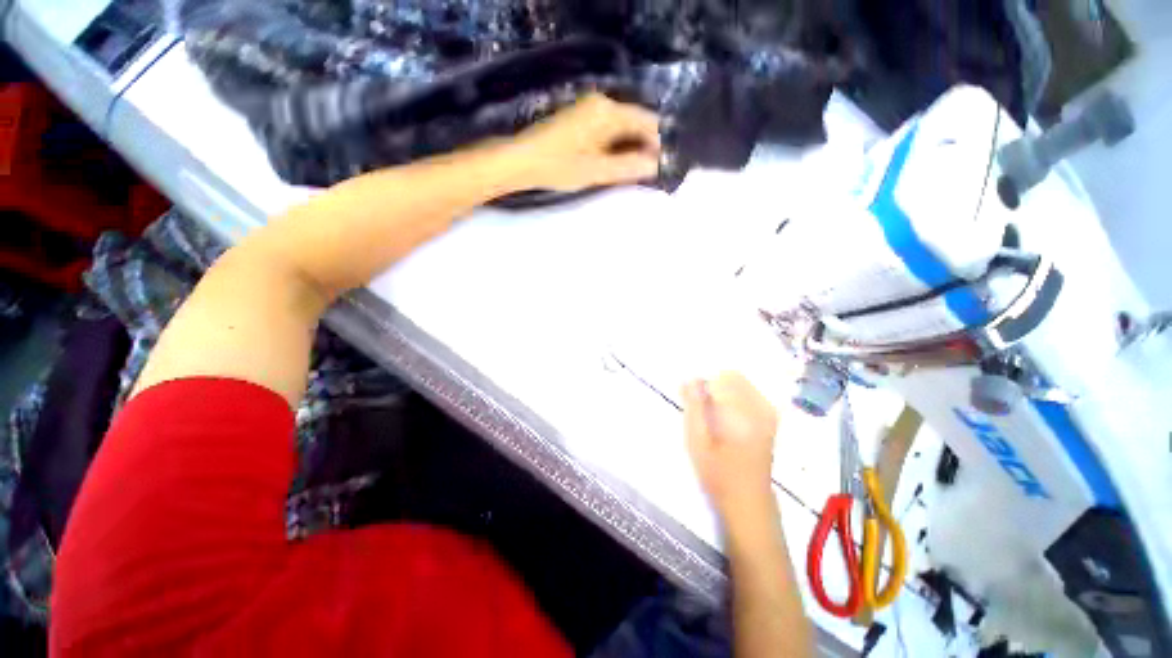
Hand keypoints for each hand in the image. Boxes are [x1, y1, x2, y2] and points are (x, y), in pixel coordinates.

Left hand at [508, 93, 661, 192]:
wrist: (521, 160)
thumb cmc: (559, 166)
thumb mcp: (596, 171)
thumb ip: (628, 167)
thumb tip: (656, 166)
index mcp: (608, 111)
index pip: (647, 123)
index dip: (658, 145)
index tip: (660, 167)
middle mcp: (602, 103)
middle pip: (635, 123)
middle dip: (644, 147)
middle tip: (646, 174)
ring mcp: (589, 109)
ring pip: (622, 127)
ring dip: (630, 148)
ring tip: (631, 173)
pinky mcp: (581, 118)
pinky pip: (609, 130)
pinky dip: (616, 146)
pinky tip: (614, 164)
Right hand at [682, 373, 778, 521]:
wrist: (748, 502)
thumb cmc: (718, 474)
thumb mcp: (697, 442)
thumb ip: (694, 407)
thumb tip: (689, 378)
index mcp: (743, 413)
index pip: (722, 378)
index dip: (702, 382)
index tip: (690, 394)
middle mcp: (760, 408)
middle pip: (734, 376)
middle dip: (713, 383)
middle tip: (699, 404)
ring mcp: (768, 413)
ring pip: (742, 383)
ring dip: (722, 389)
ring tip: (711, 411)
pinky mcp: (770, 418)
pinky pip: (749, 393)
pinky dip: (733, 396)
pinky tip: (724, 414)